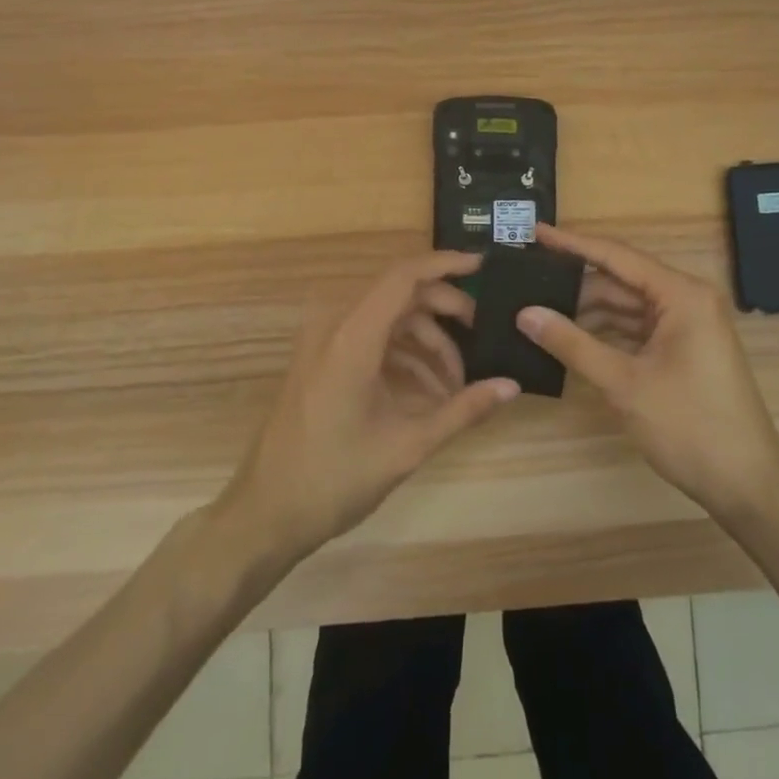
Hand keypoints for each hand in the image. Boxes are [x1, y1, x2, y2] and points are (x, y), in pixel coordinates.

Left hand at [223, 250, 519, 561]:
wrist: (265, 513)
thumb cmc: (334, 479)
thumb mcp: (407, 446)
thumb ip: (463, 410)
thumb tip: (513, 387)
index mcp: (352, 337)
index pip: (404, 276)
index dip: (446, 264)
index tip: (484, 267)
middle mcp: (334, 325)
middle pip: (400, 295)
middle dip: (445, 312)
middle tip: (481, 338)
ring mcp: (323, 340)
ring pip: (388, 318)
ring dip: (426, 341)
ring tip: (456, 386)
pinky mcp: (320, 357)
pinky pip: (371, 337)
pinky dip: (403, 355)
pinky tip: (428, 393)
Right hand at [517, 224, 778, 520]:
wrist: (747, 487)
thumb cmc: (690, 427)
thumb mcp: (624, 384)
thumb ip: (572, 344)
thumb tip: (525, 313)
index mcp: (682, 294)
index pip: (617, 256)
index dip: (572, 244)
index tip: (535, 232)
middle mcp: (687, 299)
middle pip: (620, 281)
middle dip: (575, 285)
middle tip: (526, 282)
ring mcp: (687, 326)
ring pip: (626, 307)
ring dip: (587, 312)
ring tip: (538, 311)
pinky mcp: (683, 350)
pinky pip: (637, 330)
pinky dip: (605, 333)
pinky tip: (569, 338)